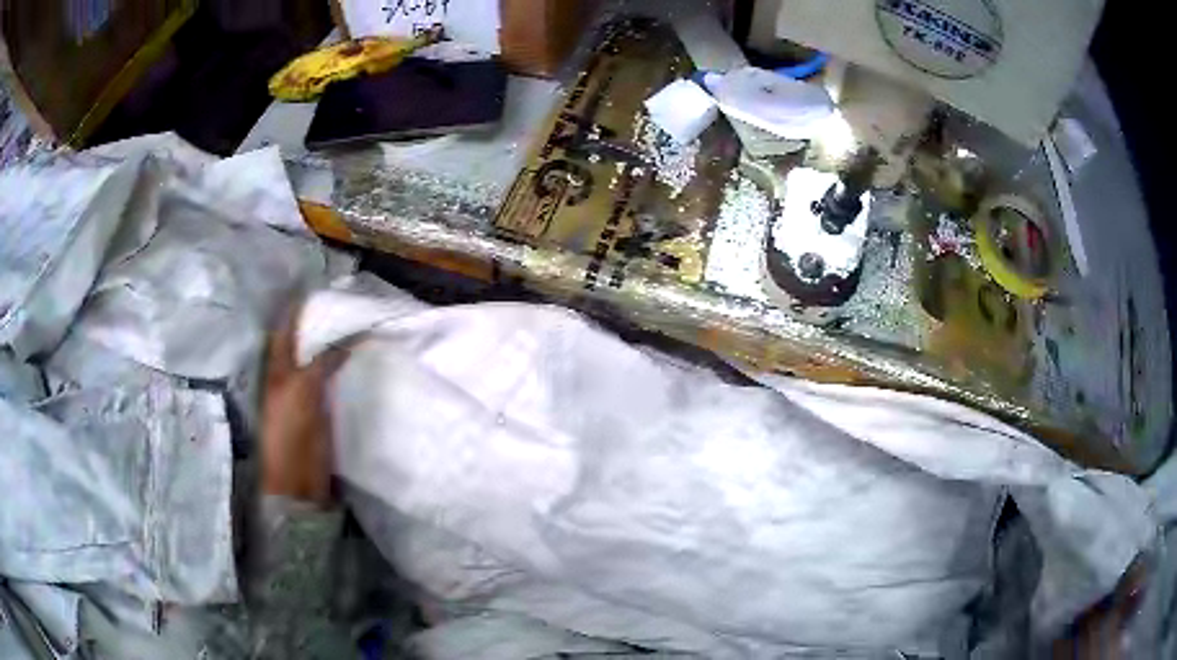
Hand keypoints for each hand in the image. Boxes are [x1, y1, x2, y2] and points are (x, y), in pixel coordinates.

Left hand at [261, 304, 351, 505]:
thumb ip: (323, 363)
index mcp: (278, 370)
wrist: (300, 484)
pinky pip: (335, 384)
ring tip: (359, 327)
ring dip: (336, 347)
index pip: (286, 330)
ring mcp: (307, 397)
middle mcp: (290, 378)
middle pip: (305, 344)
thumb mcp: (303, 391)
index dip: (298, 309)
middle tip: (347, 305)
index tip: (319, 289)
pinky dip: (346, 370)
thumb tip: (349, 339)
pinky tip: (363, 362)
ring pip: (321, 363)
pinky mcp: (323, 414)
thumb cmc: (292, 435)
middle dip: (321, 325)